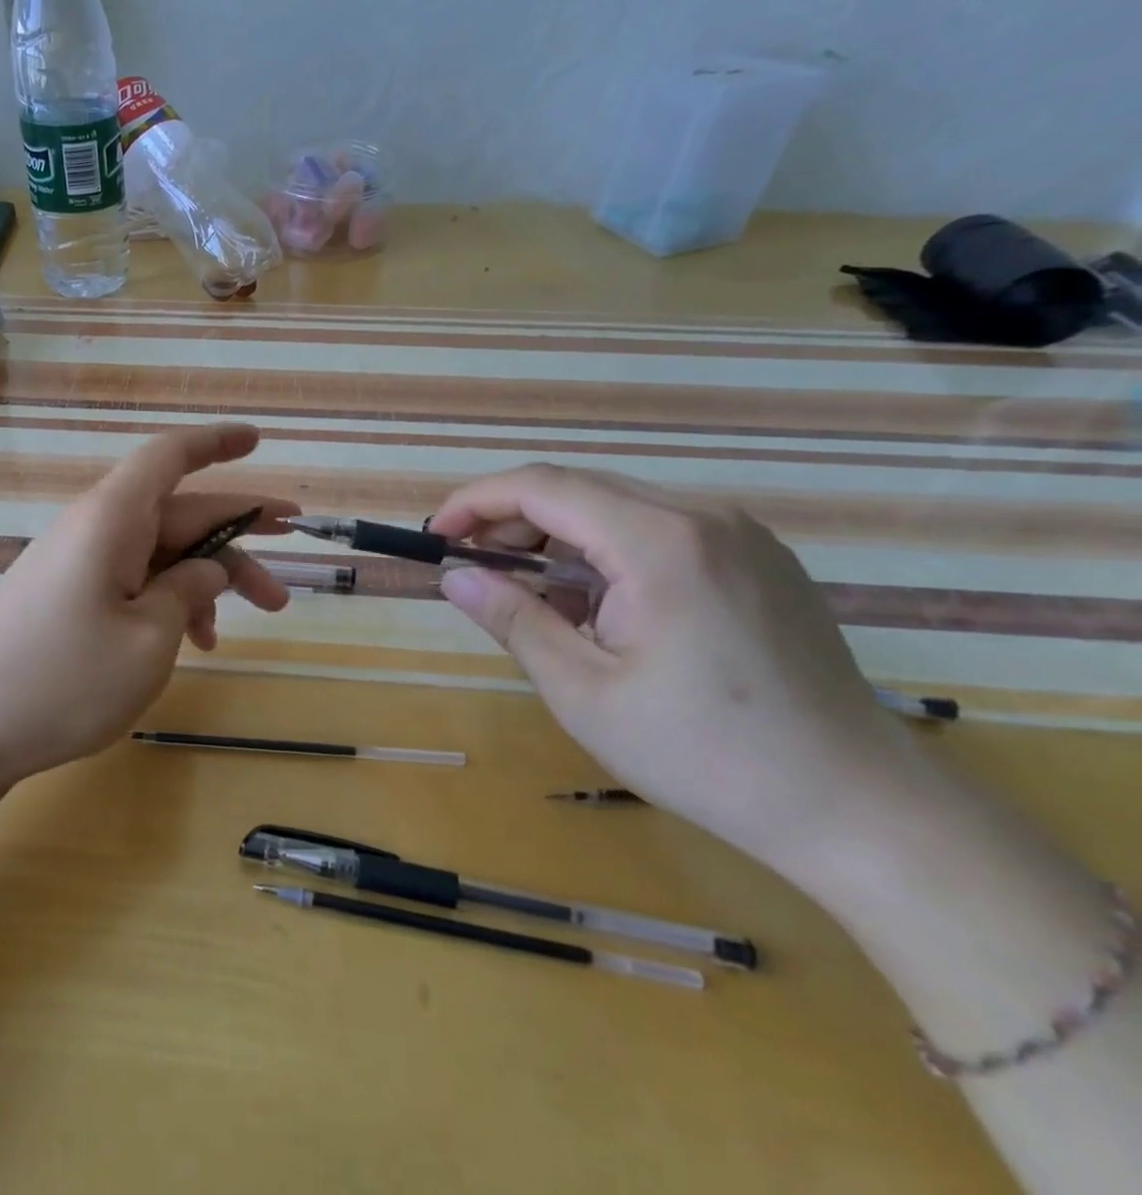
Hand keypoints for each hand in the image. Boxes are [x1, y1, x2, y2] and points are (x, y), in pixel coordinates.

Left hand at [0, 423, 297, 788]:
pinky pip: (134, 580)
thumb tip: (208, 568)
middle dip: (239, 531)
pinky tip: (198, 641)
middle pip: (179, 512)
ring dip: (211, 577)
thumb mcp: (148, 640)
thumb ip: (188, 593)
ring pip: (162, 551)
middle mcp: (96, 529)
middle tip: (295, 546)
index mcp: (113, 519)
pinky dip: (172, 600)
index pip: (170, 456)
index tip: (258, 438)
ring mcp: (80, 563)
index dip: (216, 442)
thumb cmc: (60, 680)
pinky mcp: (70, 596)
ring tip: (261, 615)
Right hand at [431, 464, 931, 876]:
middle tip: (474, 568)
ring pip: (618, 507)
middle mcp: (703, 516)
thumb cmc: (705, 755)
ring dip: (560, 539)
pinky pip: (659, 531)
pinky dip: (608, 553)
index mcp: (659, 542)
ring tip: (535, 599)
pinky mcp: (759, 558)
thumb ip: (513, 619)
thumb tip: (453, 575)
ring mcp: (740, 534)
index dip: (476, 501)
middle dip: (513, 520)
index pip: (543, 486)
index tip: (436, 535)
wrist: (859, 808)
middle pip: (579, 489)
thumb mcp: (583, 691)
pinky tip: (601, 607)